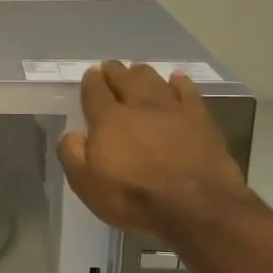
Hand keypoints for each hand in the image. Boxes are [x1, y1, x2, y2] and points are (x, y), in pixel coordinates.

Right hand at [57, 61, 250, 235]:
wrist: (196, 206)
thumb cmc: (134, 197)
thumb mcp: (86, 184)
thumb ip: (72, 155)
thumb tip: (72, 134)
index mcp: (109, 120)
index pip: (95, 92)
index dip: (91, 81)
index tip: (90, 74)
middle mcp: (139, 106)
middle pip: (125, 80)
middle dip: (115, 71)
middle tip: (110, 66)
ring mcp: (173, 110)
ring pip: (155, 81)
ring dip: (143, 73)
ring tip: (138, 69)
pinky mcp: (201, 120)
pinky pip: (188, 92)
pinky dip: (180, 83)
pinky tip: (177, 79)